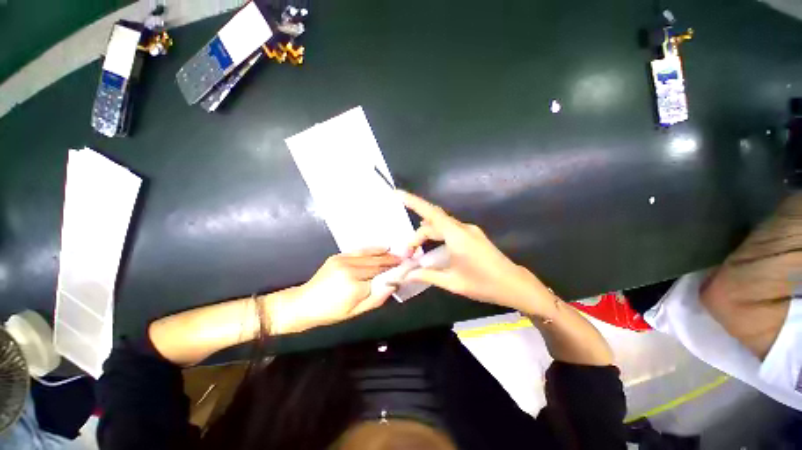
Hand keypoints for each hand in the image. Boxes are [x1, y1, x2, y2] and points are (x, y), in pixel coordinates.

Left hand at [267, 248, 401, 333]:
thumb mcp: (355, 313)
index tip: (407, 270)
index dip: (395, 273)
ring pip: (371, 256)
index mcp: (355, 287)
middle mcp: (351, 270)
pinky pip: (360, 250)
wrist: (304, 303)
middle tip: (407, 261)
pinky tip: (384, 247)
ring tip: (399, 255)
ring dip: (386, 255)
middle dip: (394, 262)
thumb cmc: (330, 313)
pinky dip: (373, 248)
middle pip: (378, 264)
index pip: (381, 277)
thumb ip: (376, 299)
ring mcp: (344, 261)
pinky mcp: (339, 256)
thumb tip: (394, 284)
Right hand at [400, 191, 555, 316]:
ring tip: (416, 251)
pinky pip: (450, 229)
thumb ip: (427, 275)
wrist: (514, 284)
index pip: (430, 213)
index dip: (413, 201)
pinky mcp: (472, 235)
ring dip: (427, 234)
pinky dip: (437, 235)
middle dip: (418, 234)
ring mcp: (469, 230)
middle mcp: (462, 228)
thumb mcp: (452, 282)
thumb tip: (406, 275)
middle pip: (433, 221)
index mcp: (456, 236)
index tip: (398, 193)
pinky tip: (432, 247)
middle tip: (408, 252)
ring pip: (441, 225)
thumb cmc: (483, 284)